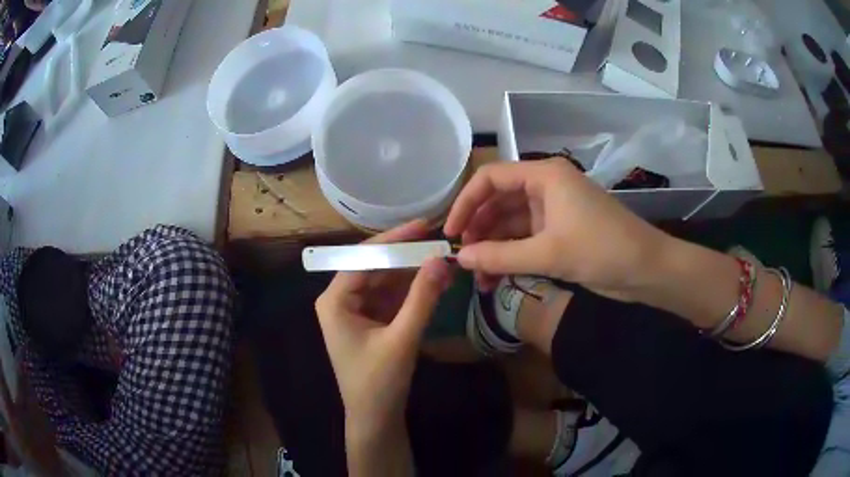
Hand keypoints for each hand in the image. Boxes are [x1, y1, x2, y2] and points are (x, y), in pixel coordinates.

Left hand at [315, 220, 450, 433]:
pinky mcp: (371, 320)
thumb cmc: (379, 382)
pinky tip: (435, 282)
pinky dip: (412, 291)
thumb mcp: (402, 339)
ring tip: (443, 261)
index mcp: (335, 301)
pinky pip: (391, 297)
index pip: (363, 259)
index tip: (424, 226)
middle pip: (375, 267)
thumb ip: (421, 298)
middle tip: (439, 242)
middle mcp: (341, 300)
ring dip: (413, 273)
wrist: (375, 418)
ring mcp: (356, 310)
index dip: (394, 241)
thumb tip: (441, 259)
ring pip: (386, 281)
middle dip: (407, 257)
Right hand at [443, 159, 669, 299]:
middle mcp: (546, 187)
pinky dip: (510, 257)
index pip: (491, 179)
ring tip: (477, 277)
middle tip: (462, 259)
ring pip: (510, 224)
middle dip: (478, 230)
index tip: (449, 232)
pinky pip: (525, 240)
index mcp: (544, 176)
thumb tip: (460, 259)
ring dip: (493, 248)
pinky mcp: (559, 232)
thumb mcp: (548, 253)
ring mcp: (553, 211)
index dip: (466, 203)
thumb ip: (500, 256)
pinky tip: (496, 278)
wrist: (646, 269)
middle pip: (498, 202)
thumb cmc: (602, 249)